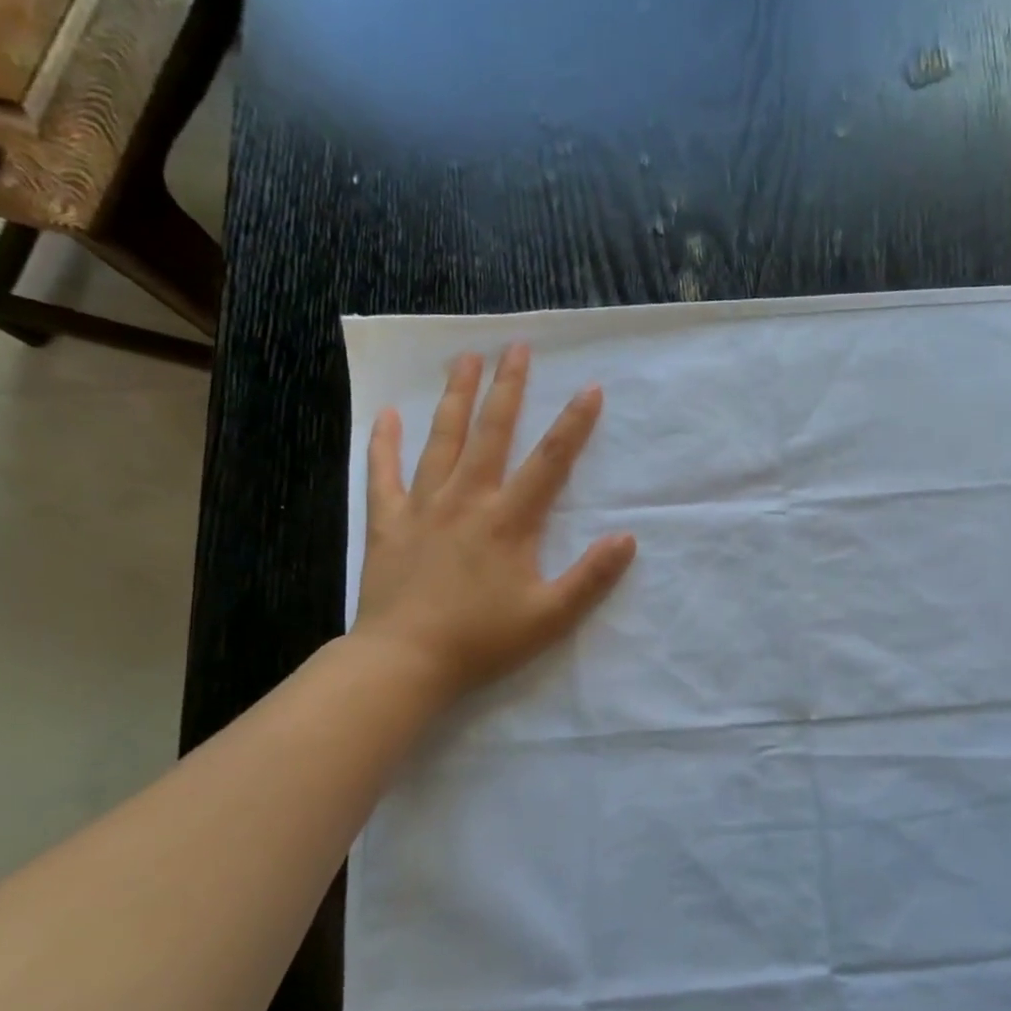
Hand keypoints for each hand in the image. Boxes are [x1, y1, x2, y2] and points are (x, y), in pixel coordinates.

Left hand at [353, 343, 636, 705]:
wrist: (403, 663)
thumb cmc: (482, 640)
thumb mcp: (551, 617)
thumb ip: (591, 577)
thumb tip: (627, 539)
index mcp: (508, 521)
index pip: (549, 461)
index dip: (574, 424)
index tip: (590, 388)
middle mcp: (467, 500)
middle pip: (491, 433)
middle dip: (508, 388)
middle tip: (516, 347)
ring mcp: (423, 508)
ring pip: (441, 441)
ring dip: (455, 398)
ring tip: (464, 359)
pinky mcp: (388, 524)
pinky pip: (384, 475)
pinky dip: (384, 443)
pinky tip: (387, 414)